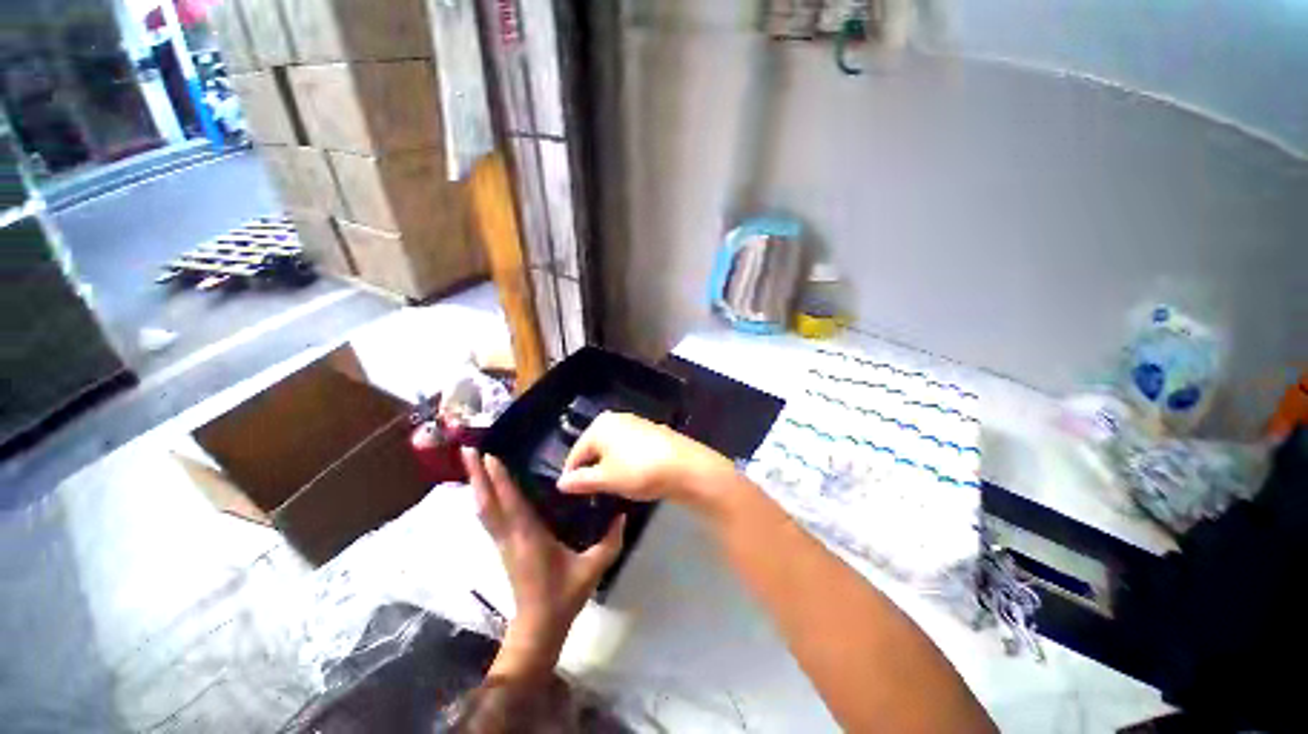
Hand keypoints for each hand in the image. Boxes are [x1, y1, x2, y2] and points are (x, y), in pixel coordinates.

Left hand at [462, 448, 623, 676]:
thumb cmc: (564, 596)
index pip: (511, 503)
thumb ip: (610, 541)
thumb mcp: (593, 569)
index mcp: (529, 538)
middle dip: (476, 475)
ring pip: (483, 509)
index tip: (491, 455)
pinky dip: (484, 498)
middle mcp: (510, 537)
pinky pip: (488, 518)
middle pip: (487, 503)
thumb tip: (623, 514)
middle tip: (468, 449)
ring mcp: (503, 543)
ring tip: (471, 462)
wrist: (538, 628)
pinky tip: (484, 488)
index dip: (500, 479)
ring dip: (476, 484)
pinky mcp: (502, 547)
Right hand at [558, 412, 736, 510]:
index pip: (576, 452)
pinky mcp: (651, 432)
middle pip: (595, 448)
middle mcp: (616, 418)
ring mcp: (636, 423)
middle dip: (592, 469)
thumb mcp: (607, 479)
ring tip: (612, 488)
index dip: (572, 475)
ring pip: (613, 448)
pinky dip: (626, 461)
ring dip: (609, 466)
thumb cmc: (639, 470)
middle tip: (593, 493)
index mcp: (600, 425)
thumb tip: (561, 483)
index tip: (572, 495)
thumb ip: (581, 480)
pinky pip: (629, 448)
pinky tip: (633, 476)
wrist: (685, 467)